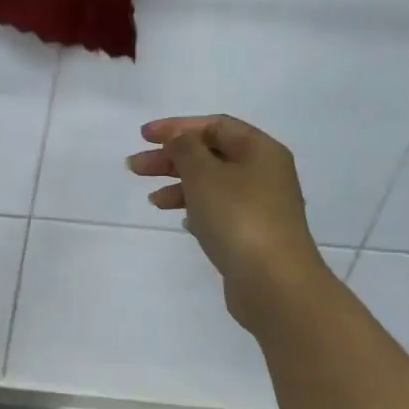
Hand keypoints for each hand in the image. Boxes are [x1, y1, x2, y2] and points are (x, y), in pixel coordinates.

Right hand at [127, 114, 331, 332]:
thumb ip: (185, 149)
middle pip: (211, 155)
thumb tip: (179, 137)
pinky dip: (195, 208)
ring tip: (152, 200)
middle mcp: (265, 173)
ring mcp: (261, 205)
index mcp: (260, 150)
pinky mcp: (253, 233)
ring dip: (179, 185)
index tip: (143, 137)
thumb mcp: (204, 175)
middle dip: (171, 158)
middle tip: (135, 168)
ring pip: (212, 184)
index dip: (177, 127)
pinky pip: (218, 210)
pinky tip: (181, 220)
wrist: (273, 281)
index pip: (215, 126)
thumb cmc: (238, 218)